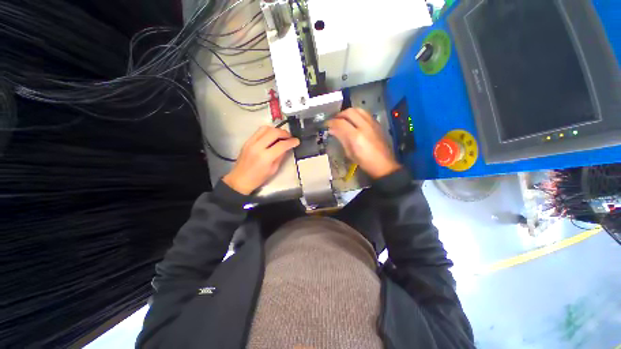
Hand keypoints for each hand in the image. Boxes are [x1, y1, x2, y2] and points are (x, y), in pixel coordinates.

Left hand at [223, 126, 299, 194]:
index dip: (291, 142)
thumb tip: (286, 147)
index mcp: (266, 157)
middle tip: (290, 137)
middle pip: (274, 132)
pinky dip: (268, 131)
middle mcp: (257, 147)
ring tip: (281, 135)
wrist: (240, 180)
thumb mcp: (273, 170)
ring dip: (276, 130)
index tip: (297, 141)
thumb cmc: (258, 178)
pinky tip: (272, 136)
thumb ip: (280, 157)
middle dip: (284, 133)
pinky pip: (259, 131)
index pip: (281, 145)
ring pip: (265, 128)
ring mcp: (251, 142)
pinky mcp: (247, 141)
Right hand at [327, 108, 400, 178]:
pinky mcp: (377, 124)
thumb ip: (341, 138)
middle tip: (334, 120)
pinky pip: (365, 113)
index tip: (327, 124)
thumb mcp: (349, 153)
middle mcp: (364, 126)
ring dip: (348, 112)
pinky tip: (354, 121)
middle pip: (349, 112)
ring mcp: (372, 123)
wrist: (383, 164)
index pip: (341, 123)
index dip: (331, 122)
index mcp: (356, 136)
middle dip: (339, 115)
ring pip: (358, 109)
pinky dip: (357, 114)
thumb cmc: (364, 162)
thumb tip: (332, 130)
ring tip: (343, 119)